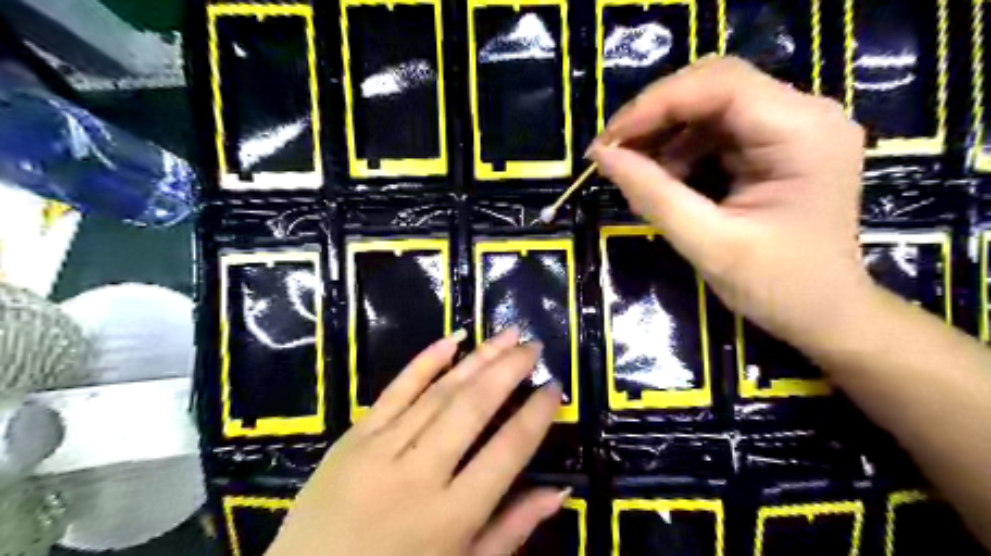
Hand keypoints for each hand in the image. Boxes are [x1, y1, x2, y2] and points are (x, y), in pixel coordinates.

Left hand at [268, 327, 564, 553]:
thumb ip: (511, 530)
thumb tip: (559, 492)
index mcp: (452, 516)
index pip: (507, 450)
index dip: (535, 415)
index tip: (553, 387)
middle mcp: (419, 474)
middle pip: (473, 408)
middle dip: (508, 370)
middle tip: (532, 346)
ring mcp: (381, 450)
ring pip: (439, 392)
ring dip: (477, 358)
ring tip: (506, 335)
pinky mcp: (353, 437)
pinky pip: (395, 390)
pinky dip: (425, 362)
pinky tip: (452, 339)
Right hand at [588, 57, 868, 348]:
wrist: (826, 315)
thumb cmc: (778, 287)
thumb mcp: (708, 243)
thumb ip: (653, 195)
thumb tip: (602, 156)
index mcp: (802, 132)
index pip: (719, 85)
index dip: (654, 105)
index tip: (607, 142)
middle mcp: (804, 114)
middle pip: (714, 86)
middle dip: (655, 115)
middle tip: (612, 152)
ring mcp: (792, 128)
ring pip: (711, 106)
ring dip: (665, 134)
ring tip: (634, 171)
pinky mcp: (777, 146)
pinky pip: (717, 131)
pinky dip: (681, 150)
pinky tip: (664, 178)